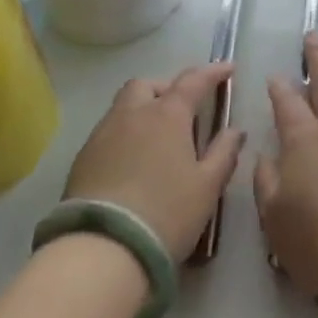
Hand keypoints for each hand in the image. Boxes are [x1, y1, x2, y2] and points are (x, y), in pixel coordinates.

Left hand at [65, 64, 244, 261]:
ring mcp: (103, 134)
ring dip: (143, 109)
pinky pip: (108, 132)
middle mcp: (133, 114)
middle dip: (167, 88)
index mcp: (167, 114)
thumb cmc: (167, 213)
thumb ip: (224, 153)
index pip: (193, 80)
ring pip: (124, 106)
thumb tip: (235, 130)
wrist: (103, 249)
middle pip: (148, 84)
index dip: (213, 72)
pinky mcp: (83, 158)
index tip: (227, 68)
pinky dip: (125, 134)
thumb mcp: (207, 186)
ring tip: (157, 136)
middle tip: (183, 108)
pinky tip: (132, 161)